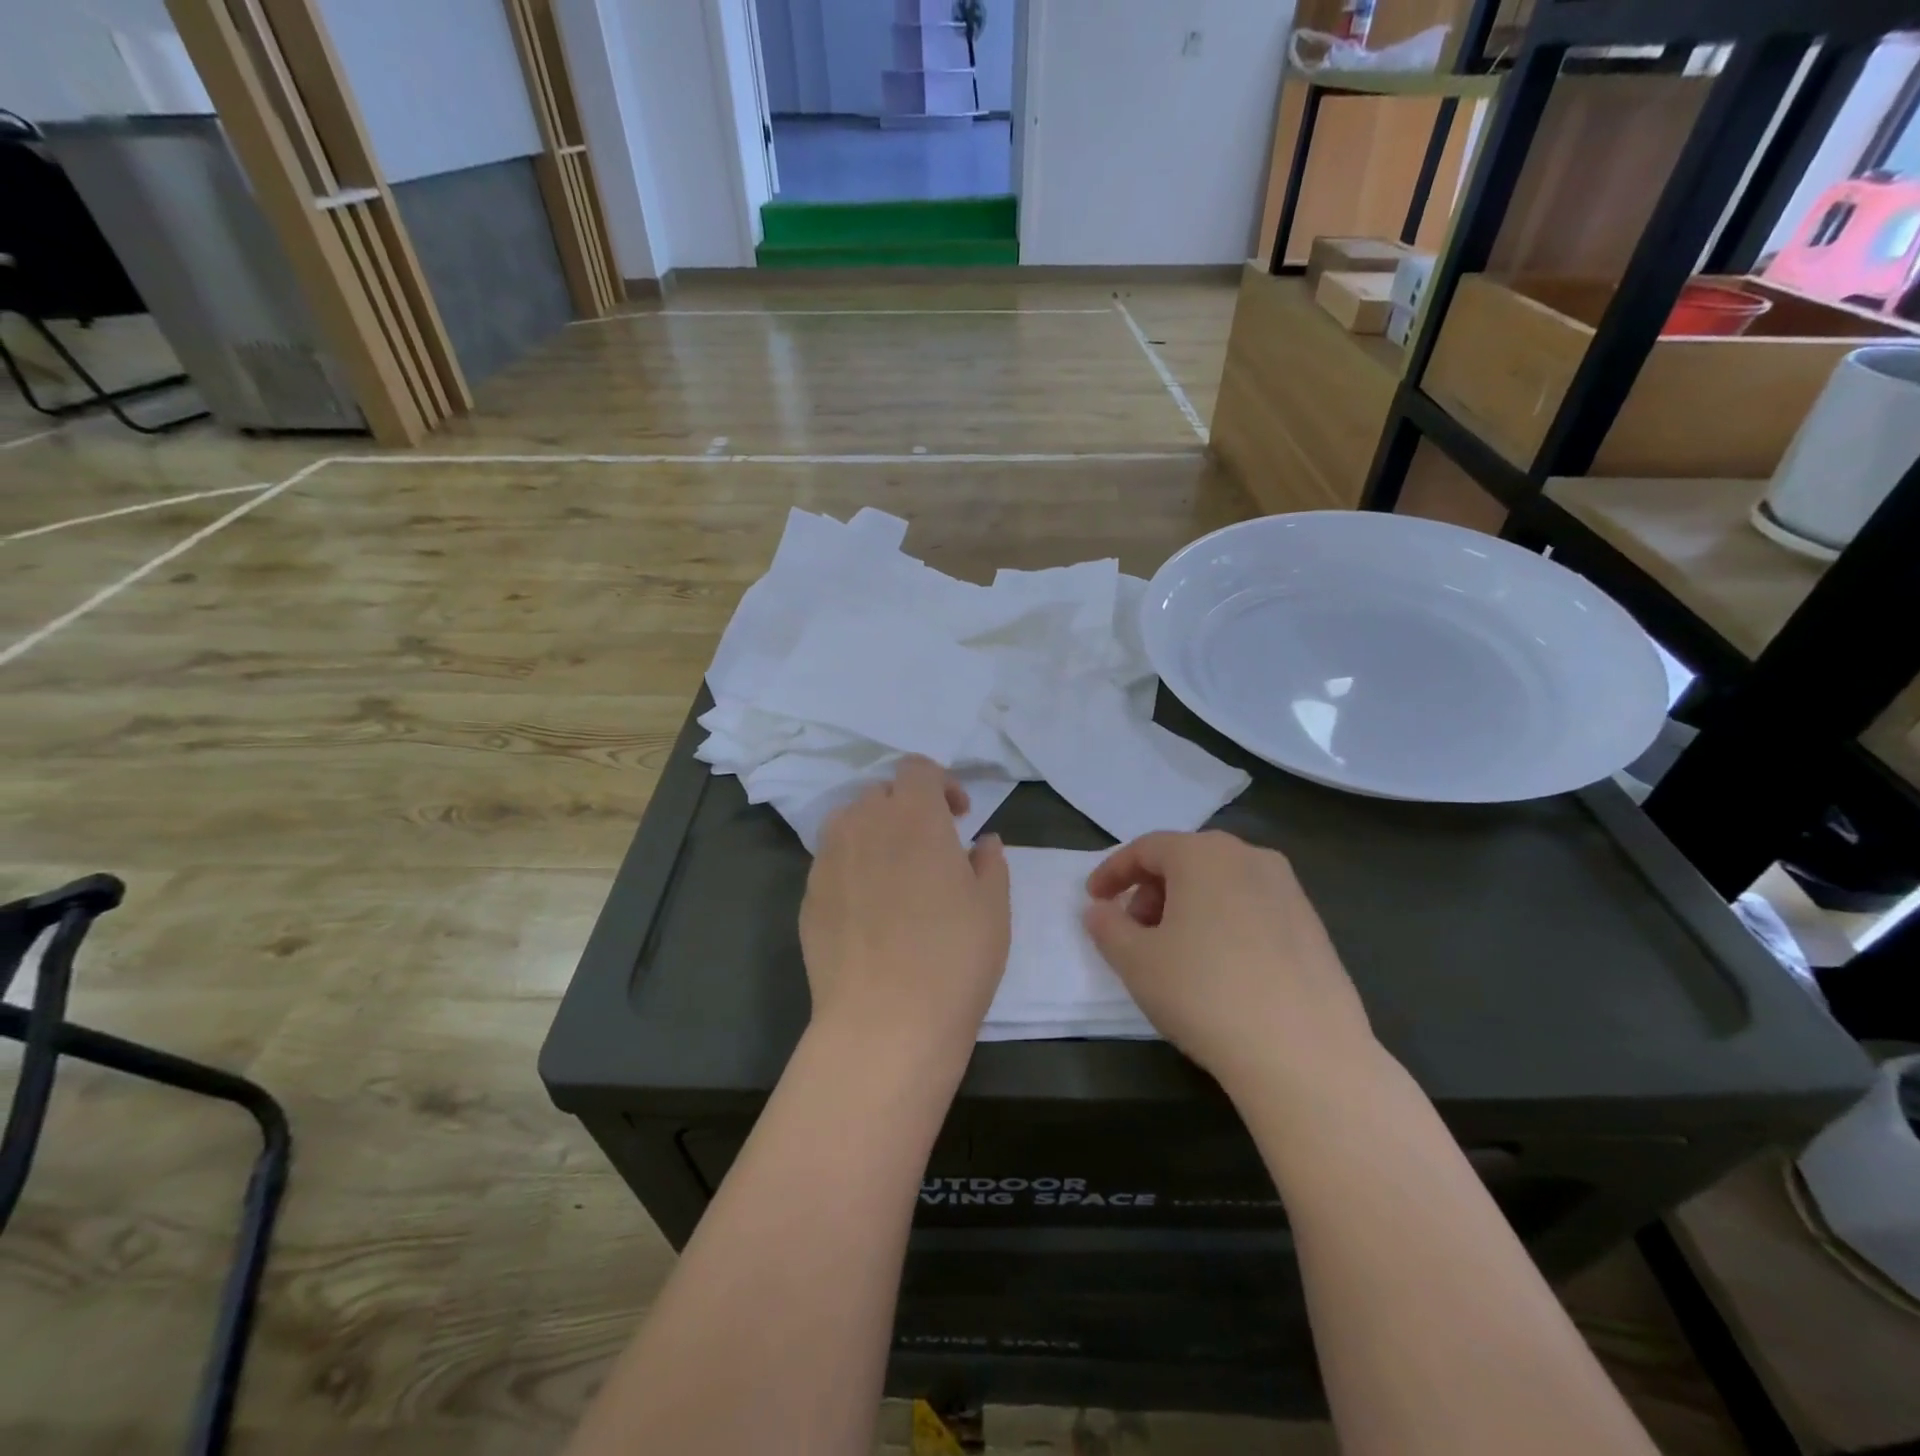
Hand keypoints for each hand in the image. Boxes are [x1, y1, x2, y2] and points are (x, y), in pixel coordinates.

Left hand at [800, 757, 1010, 1057]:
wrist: (885, 1021)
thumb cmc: (954, 956)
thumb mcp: (993, 907)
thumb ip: (989, 862)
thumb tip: (981, 843)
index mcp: (913, 815)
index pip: (917, 769)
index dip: (941, 783)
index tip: (959, 816)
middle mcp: (863, 823)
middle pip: (881, 793)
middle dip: (908, 808)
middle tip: (931, 847)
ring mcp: (828, 860)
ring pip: (850, 824)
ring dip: (875, 833)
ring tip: (897, 874)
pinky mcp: (807, 896)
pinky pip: (832, 863)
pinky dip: (853, 868)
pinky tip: (870, 911)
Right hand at [1083, 831, 1377, 1096]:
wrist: (1305, 1054)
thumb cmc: (1205, 993)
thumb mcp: (1136, 961)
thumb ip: (1108, 927)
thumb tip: (1099, 910)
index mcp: (1203, 854)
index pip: (1146, 849)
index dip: (1113, 872)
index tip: (1093, 900)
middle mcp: (1250, 858)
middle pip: (1186, 861)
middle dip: (1152, 890)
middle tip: (1134, 930)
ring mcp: (1289, 891)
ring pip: (1222, 884)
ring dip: (1188, 907)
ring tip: (1175, 953)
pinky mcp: (1314, 927)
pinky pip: (1252, 909)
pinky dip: (1224, 923)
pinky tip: (1220, 969)